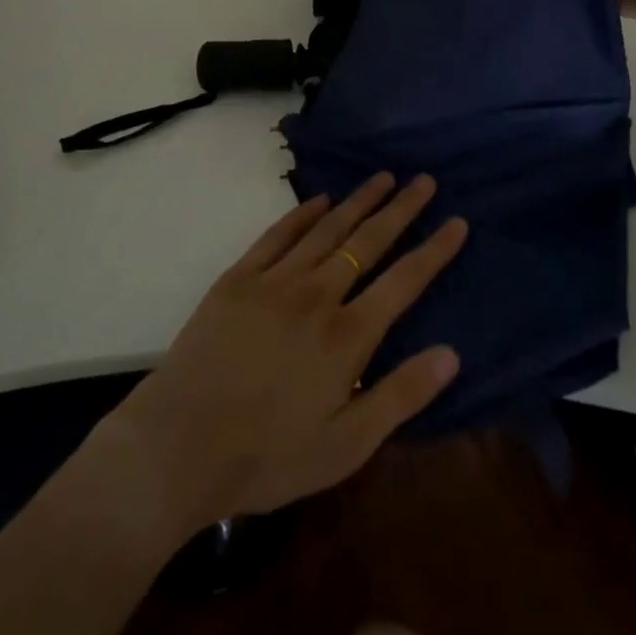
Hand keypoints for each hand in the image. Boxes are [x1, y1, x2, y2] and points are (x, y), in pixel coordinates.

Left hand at [100, 173, 467, 534]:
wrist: (178, 446)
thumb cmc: (267, 456)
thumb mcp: (345, 446)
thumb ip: (400, 396)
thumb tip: (451, 353)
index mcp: (347, 336)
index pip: (403, 281)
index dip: (434, 250)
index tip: (457, 221)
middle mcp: (317, 295)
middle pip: (368, 242)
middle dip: (401, 209)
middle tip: (423, 181)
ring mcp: (275, 281)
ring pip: (327, 229)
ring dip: (358, 201)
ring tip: (383, 178)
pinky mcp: (238, 278)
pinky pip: (277, 235)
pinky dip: (302, 213)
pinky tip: (319, 199)